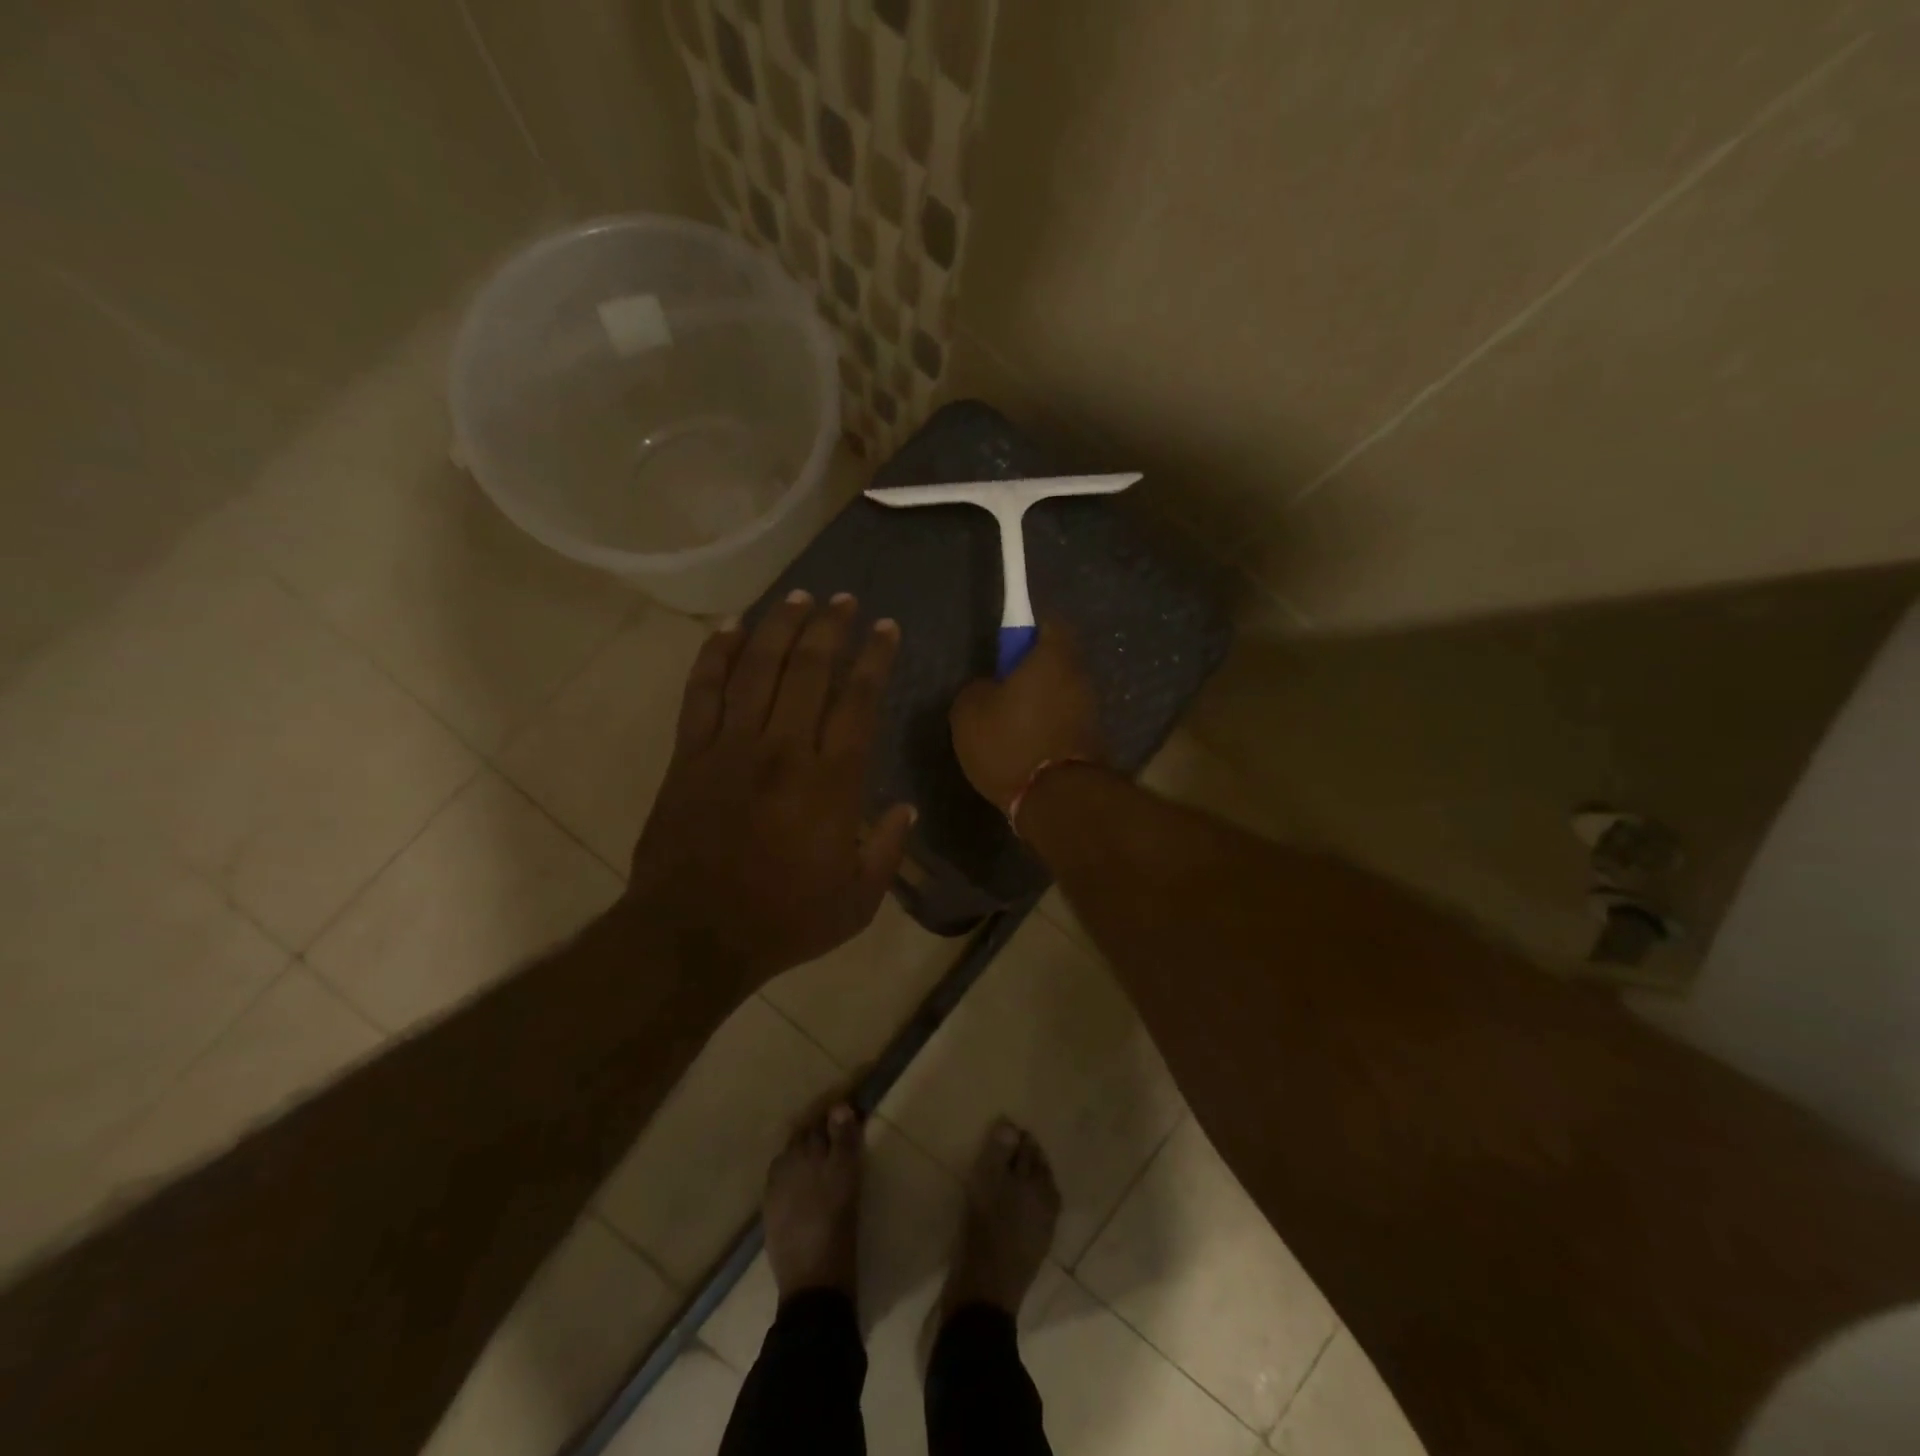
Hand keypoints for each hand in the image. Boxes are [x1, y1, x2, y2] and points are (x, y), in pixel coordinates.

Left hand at [627, 591, 915, 990]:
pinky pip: (702, 692)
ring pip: (758, 669)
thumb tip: (906, 809)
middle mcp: (783, 750)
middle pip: (810, 670)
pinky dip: (715, 655)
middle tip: (844, 600)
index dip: (875, 659)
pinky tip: (729, 627)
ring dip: (780, 627)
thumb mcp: (857, 901)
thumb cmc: (783, 921)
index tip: (886, 628)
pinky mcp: (690, 755)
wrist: (692, 936)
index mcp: (830, 783)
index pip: (859, 702)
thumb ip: (887, 850)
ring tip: (798, 597)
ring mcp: (731, 748)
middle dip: (831, 627)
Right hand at [949, 620, 1107, 813]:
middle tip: (1002, 689)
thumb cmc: (1009, 743)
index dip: (1030, 629)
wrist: (1055, 799)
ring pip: (1062, 694)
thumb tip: (990, 688)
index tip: (1010, 645)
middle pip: (1058, 662)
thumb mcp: (968, 711)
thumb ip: (978, 688)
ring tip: (1011, 725)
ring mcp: (1091, 712)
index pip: (1051, 623)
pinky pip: (1066, 723)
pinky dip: (1049, 729)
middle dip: (1034, 671)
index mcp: (1052, 658)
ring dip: (1042, 703)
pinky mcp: (1092, 742)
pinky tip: (1027, 747)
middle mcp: (1080, 678)